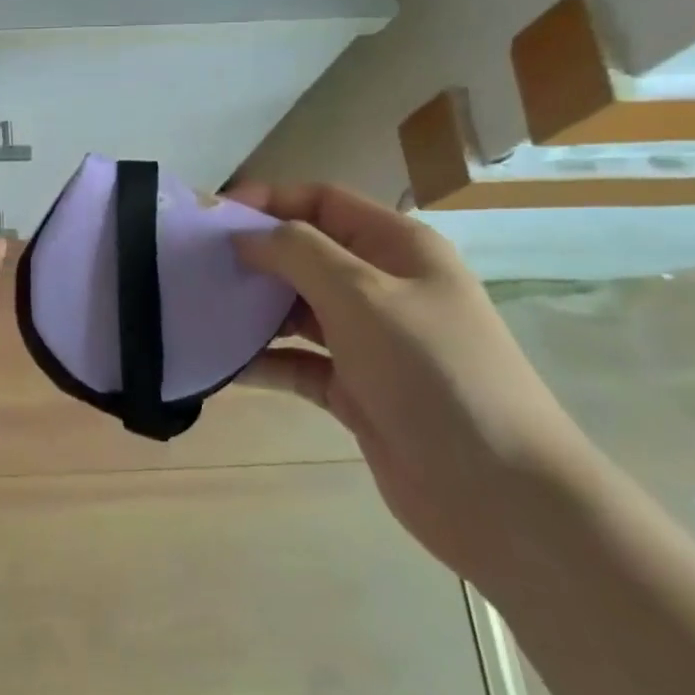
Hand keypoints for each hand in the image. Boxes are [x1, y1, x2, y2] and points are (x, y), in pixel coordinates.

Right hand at [227, 182, 596, 584]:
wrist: (499, 494)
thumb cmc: (433, 372)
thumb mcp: (363, 295)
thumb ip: (298, 253)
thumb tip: (245, 235)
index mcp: (397, 247)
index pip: (322, 202)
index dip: (269, 200)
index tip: (214, 217)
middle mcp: (382, 286)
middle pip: (305, 254)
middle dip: (253, 256)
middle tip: (194, 266)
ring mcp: (368, 341)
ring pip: (296, 309)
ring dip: (252, 309)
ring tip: (198, 311)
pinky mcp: (354, 389)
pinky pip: (297, 362)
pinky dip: (264, 360)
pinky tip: (222, 365)